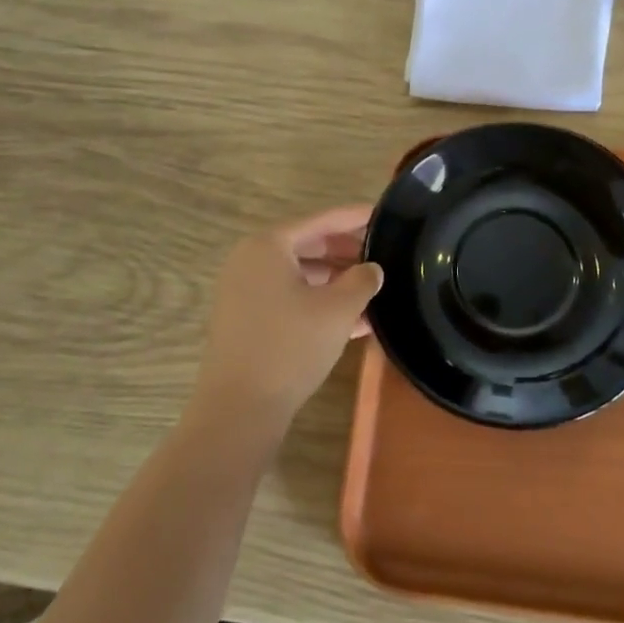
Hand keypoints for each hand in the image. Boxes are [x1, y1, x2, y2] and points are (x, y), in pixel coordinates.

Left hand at [192, 205, 382, 433]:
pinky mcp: (246, 320)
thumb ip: (362, 280)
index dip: (354, 217)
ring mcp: (244, 291)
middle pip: (308, 245)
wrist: (240, 408)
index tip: (383, 214)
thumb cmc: (291, 346)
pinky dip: (319, 302)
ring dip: (336, 281)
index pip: (321, 220)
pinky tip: (355, 320)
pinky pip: (289, 298)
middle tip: (384, 253)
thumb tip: (372, 269)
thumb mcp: (338, 309)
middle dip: (347, 252)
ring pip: (300, 275)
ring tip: (374, 289)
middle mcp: (251, 261)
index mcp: (269, 246)